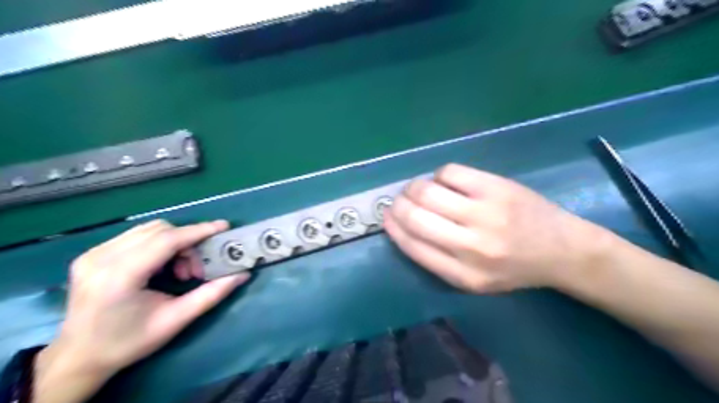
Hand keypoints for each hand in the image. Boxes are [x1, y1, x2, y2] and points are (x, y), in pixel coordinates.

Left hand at [33, 220, 247, 402]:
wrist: (78, 357)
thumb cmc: (129, 342)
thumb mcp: (175, 320)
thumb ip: (211, 294)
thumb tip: (242, 275)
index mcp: (119, 277)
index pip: (165, 240)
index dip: (198, 231)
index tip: (223, 226)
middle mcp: (101, 259)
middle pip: (159, 230)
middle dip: (187, 243)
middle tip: (195, 270)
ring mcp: (92, 254)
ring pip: (148, 230)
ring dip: (174, 242)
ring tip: (179, 270)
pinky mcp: (91, 254)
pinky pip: (136, 236)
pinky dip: (158, 244)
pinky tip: (161, 266)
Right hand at [385, 163, 608, 291]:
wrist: (562, 250)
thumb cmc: (512, 268)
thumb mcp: (473, 281)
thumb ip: (436, 259)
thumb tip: (401, 225)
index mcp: (462, 274)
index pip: (412, 245)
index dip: (393, 227)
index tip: (387, 216)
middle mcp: (471, 245)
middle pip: (415, 216)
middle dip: (398, 204)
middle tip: (399, 200)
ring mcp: (485, 213)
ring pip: (428, 191)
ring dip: (413, 187)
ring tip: (417, 189)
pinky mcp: (496, 187)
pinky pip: (450, 172)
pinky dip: (439, 176)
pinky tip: (446, 182)